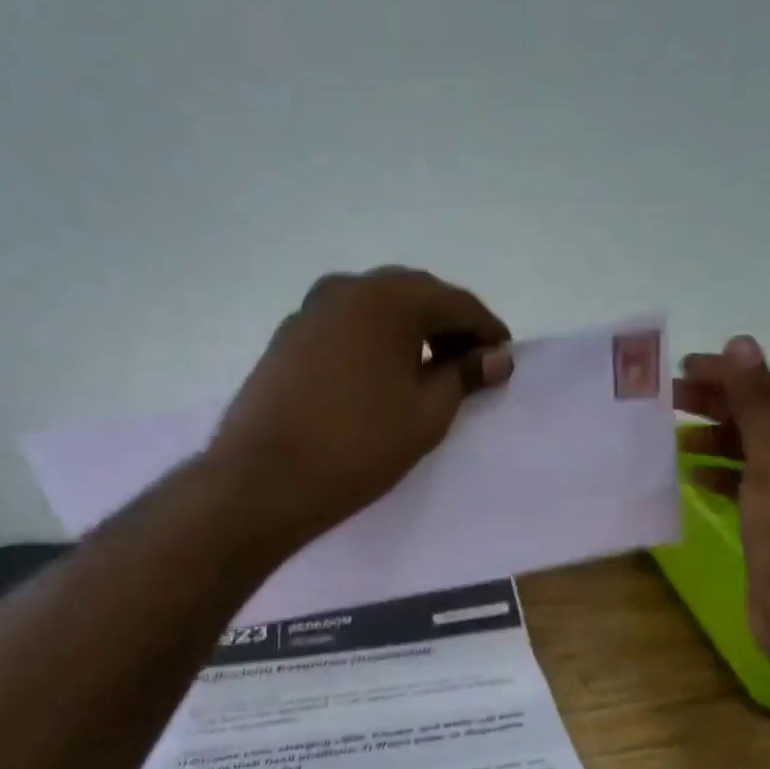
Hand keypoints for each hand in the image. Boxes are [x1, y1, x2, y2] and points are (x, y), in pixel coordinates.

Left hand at [208, 267, 513, 548]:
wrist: (265, 480)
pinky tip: (383, 375)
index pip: (455, 303)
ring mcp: (312, 310)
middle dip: (449, 327)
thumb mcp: (427, 413)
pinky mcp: (289, 336)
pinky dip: (376, 341)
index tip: (504, 359)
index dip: (487, 330)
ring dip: (411, 332)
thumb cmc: (359, 445)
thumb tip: (497, 356)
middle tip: (471, 365)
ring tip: (430, 372)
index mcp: (388, 299)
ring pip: (378, 309)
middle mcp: (347, 288)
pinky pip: (348, 326)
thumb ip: (465, 375)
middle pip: (415, 297)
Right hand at [674, 337, 769, 684]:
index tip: (684, 369)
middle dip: (720, 406)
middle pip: (766, 418)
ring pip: (754, 452)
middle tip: (670, 397)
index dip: (732, 377)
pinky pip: (748, 486)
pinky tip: (692, 475)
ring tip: (675, 434)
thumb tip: (741, 342)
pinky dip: (722, 476)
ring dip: (717, 440)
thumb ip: (755, 401)